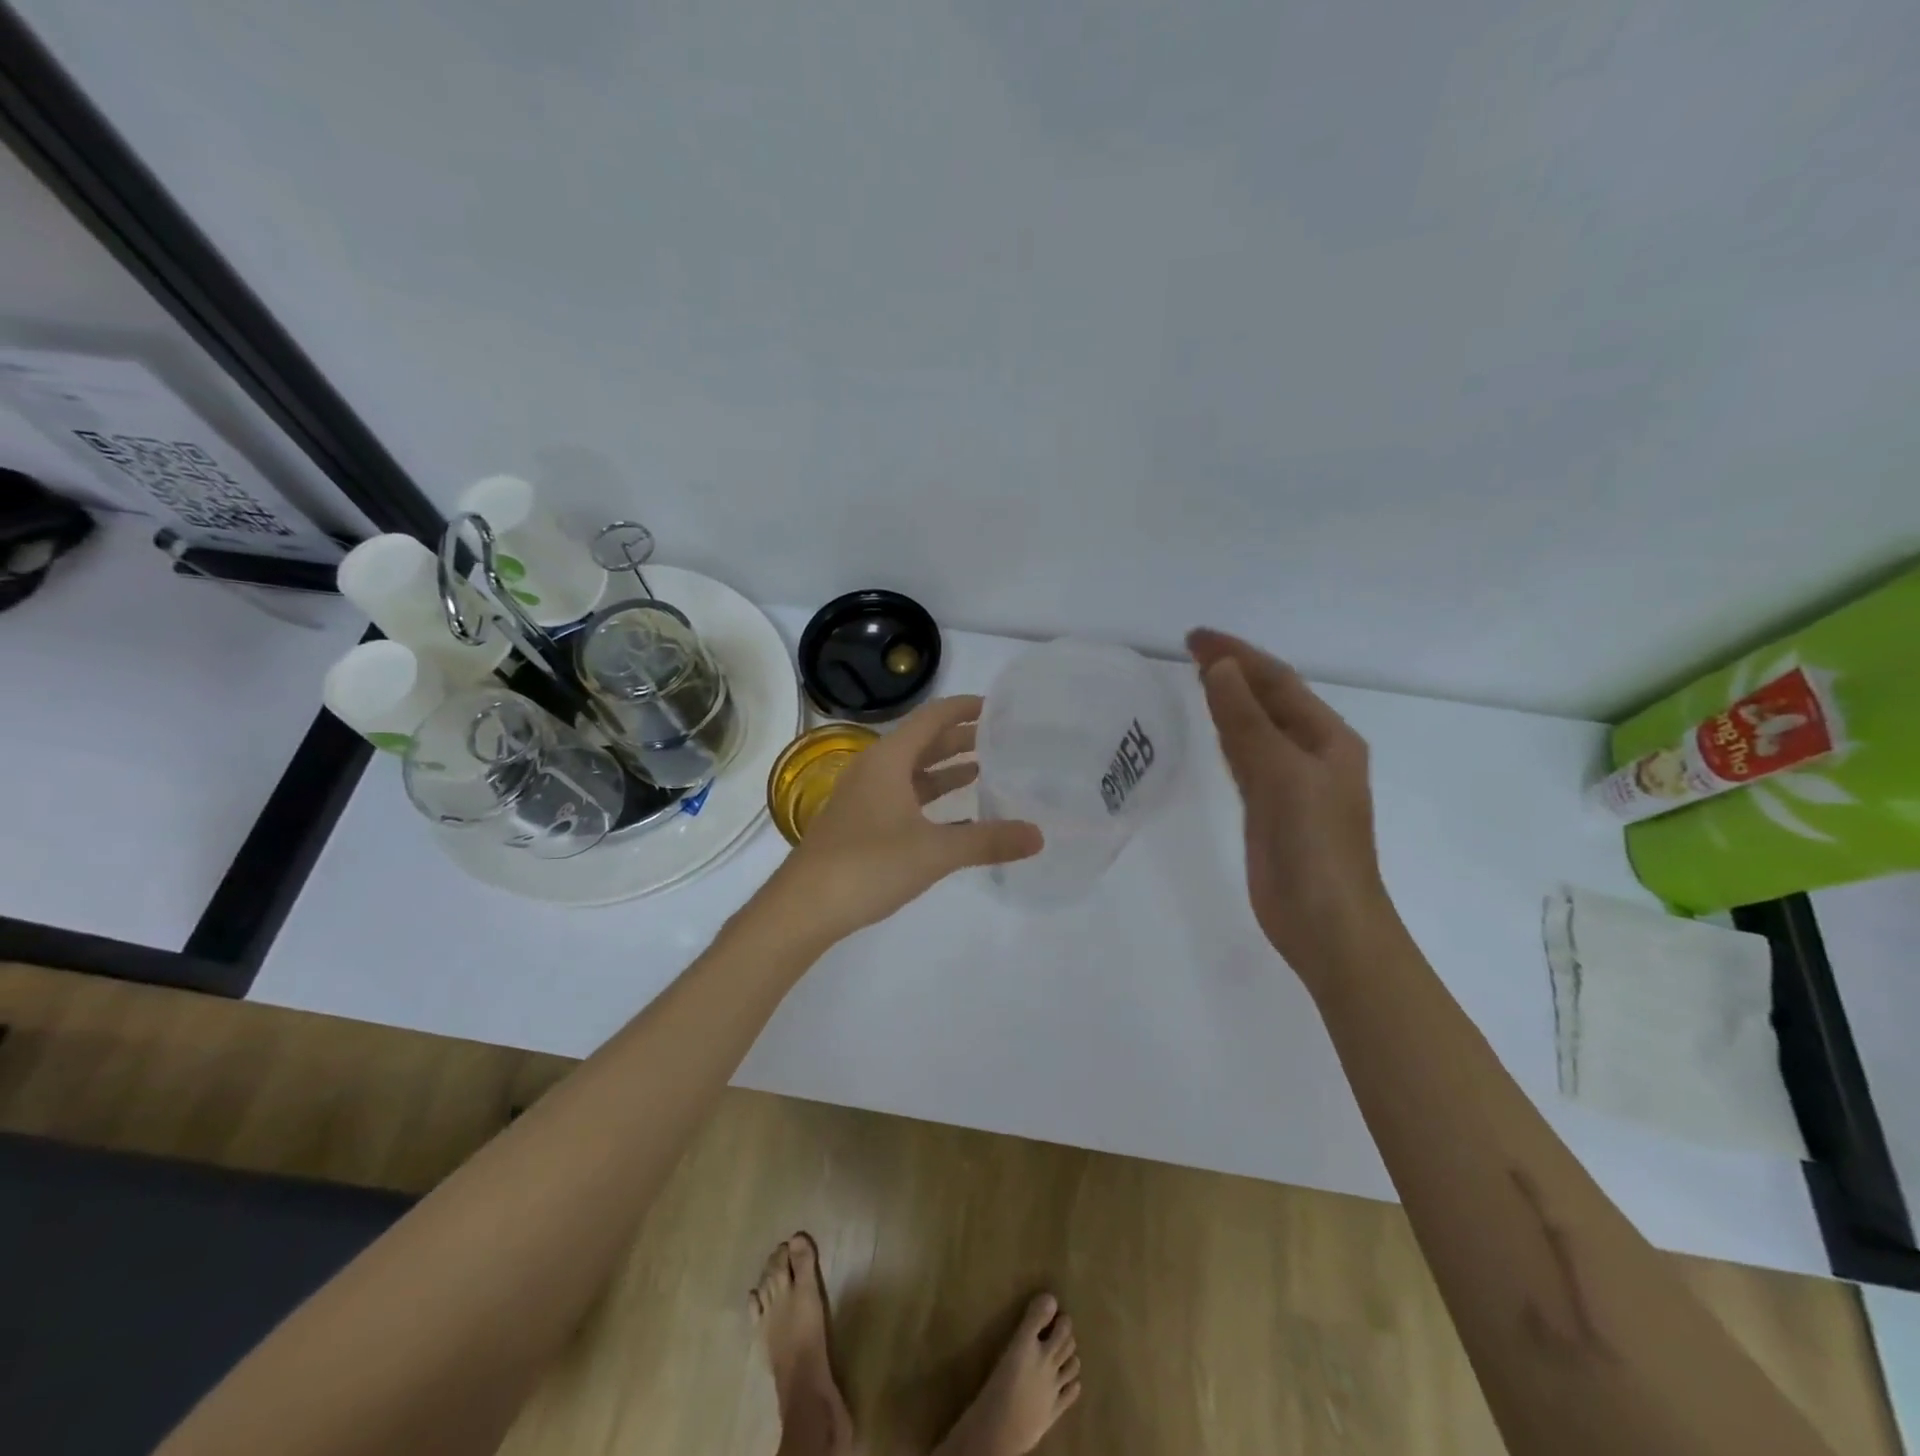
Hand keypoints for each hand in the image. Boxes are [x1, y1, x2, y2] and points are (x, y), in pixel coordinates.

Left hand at [771, 696, 1042, 944]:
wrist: (804, 907)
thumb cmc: (868, 865)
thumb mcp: (935, 851)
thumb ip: (987, 841)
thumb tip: (1038, 836)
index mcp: (888, 760)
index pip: (931, 718)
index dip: (963, 708)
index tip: (996, 707)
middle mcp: (874, 771)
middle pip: (922, 743)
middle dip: (959, 739)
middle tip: (999, 739)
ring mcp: (864, 799)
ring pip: (912, 774)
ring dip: (944, 770)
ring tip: (983, 769)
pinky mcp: (860, 825)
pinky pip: (903, 800)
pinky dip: (931, 802)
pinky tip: (957, 818)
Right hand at [1189, 629, 1396, 983]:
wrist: (1325, 923)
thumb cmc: (1313, 845)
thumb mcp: (1281, 774)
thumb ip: (1247, 721)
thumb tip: (1219, 668)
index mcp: (1327, 738)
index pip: (1278, 681)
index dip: (1238, 654)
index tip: (1196, 637)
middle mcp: (1312, 754)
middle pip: (1269, 700)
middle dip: (1234, 671)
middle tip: (1191, 650)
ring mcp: (1291, 784)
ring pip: (1257, 728)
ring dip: (1231, 701)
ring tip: (1198, 677)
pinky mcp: (1270, 810)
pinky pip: (1247, 759)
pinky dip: (1229, 737)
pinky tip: (1215, 729)